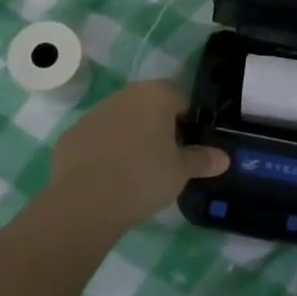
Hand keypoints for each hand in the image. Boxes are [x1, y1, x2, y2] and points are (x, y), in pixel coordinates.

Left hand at [46, 80, 228, 232]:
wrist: (85, 200)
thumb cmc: (144, 176)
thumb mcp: (181, 171)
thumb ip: (203, 159)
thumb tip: (224, 157)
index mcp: (156, 95)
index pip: (181, 98)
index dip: (188, 121)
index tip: (189, 146)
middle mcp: (125, 95)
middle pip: (149, 106)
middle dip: (159, 127)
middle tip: (166, 159)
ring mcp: (95, 113)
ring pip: (122, 120)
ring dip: (131, 137)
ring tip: (136, 171)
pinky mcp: (72, 134)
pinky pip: (97, 138)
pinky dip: (105, 151)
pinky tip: (109, 177)